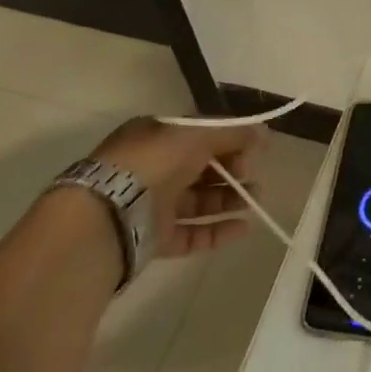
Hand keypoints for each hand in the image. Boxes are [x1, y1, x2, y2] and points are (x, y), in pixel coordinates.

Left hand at [86, 117, 264, 256]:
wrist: (106, 217)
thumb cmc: (152, 163)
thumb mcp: (196, 135)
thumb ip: (233, 133)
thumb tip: (264, 133)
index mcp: (157, 135)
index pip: (201, 134)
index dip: (230, 139)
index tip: (255, 148)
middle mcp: (154, 167)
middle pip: (203, 167)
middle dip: (233, 170)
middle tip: (253, 174)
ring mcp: (153, 204)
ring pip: (199, 201)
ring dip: (230, 199)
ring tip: (257, 200)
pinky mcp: (154, 238)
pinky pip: (192, 233)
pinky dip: (218, 230)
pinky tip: (244, 228)